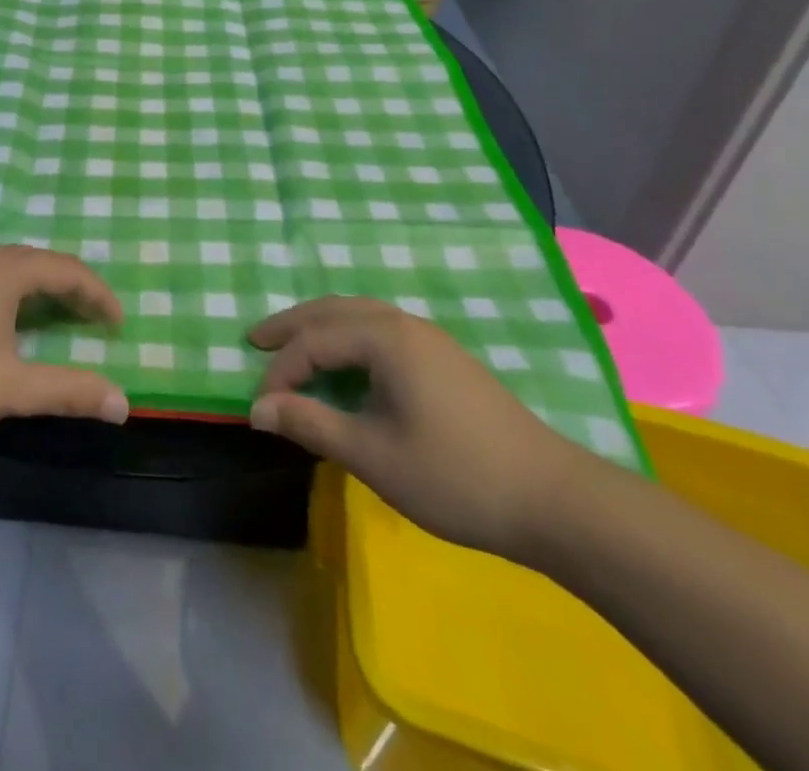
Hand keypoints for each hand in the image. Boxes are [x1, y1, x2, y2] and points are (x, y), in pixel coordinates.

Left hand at [0, 246, 129, 436]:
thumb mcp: (10, 386)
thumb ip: (68, 391)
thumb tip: (123, 403)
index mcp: (7, 268)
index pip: (69, 271)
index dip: (99, 296)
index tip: (119, 325)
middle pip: (40, 264)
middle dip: (72, 291)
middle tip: (93, 322)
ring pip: (9, 271)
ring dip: (39, 293)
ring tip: (54, 322)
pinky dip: (10, 298)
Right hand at [248, 296, 587, 559]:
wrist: (554, 498)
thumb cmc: (455, 475)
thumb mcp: (373, 454)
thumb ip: (311, 425)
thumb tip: (258, 409)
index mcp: (385, 338)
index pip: (315, 342)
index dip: (281, 373)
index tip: (260, 409)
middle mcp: (404, 324)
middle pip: (334, 310)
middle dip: (292, 324)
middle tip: (254, 338)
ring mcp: (429, 338)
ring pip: (360, 315)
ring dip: (321, 326)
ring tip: (292, 345)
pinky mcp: (445, 357)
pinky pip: (381, 329)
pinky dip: (348, 336)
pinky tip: (346, 361)